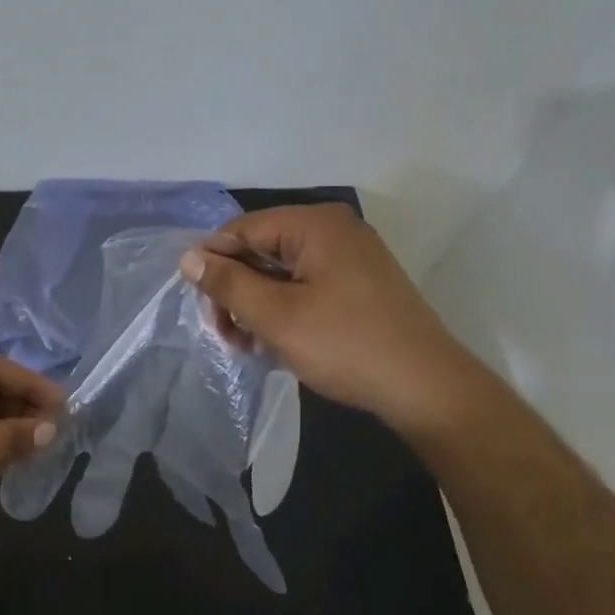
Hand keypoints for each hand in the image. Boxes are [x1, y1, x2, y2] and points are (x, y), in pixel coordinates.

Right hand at [180, 204, 492, 439]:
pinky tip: (277, 342)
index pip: (241, 230)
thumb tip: (188, 257)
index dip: (214, 265)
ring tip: (251, 346)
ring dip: (257, 306)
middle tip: (228, 336)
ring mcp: (350, 256)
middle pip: (260, 250)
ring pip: (281, 271)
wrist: (427, 389)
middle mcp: (333, 230)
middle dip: (237, 292)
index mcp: (314, 225)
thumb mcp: (276, 316)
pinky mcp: (359, 283)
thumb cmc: (346, 345)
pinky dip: (285, 309)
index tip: (205, 309)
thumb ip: (228, 283)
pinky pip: (305, 285)